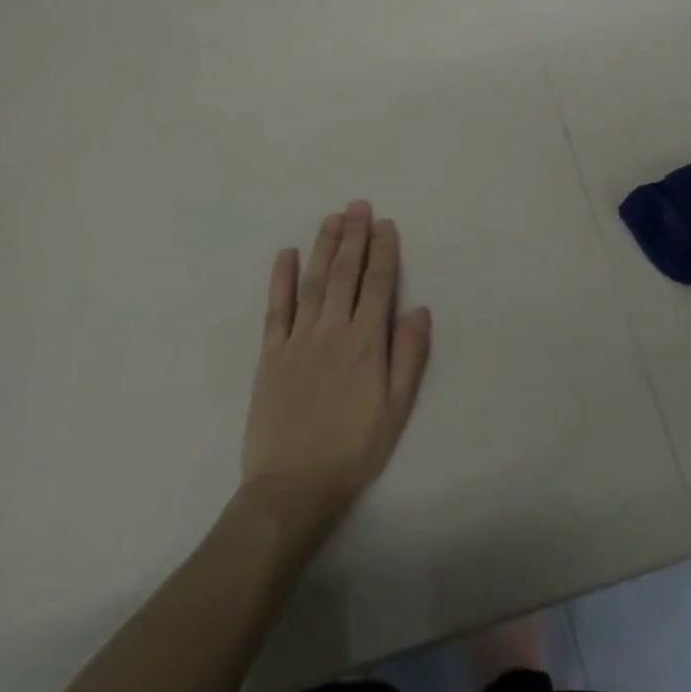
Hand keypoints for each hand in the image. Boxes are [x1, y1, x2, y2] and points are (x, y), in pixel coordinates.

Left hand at [240, 200, 431, 536]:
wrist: (293, 486)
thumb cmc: (354, 450)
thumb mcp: (397, 409)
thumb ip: (409, 357)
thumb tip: (420, 309)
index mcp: (366, 344)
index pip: (379, 285)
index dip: (383, 251)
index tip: (385, 223)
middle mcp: (332, 331)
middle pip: (345, 273)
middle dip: (354, 236)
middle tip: (358, 205)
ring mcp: (298, 339)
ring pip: (313, 281)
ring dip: (323, 246)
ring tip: (332, 217)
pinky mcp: (270, 354)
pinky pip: (276, 308)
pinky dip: (280, 278)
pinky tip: (285, 253)